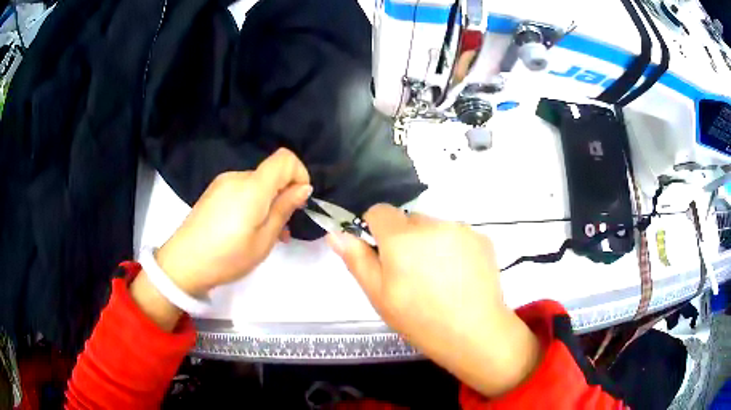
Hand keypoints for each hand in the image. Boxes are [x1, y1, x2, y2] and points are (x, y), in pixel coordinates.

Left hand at [155, 148, 311, 295]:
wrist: (183, 264)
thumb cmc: (227, 257)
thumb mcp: (263, 240)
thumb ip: (284, 209)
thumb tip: (304, 187)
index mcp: (252, 187)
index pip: (285, 158)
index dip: (299, 174)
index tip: (299, 201)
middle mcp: (237, 177)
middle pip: (271, 173)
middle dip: (283, 195)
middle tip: (282, 229)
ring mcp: (222, 183)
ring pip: (257, 184)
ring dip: (268, 203)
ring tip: (264, 235)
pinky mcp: (213, 192)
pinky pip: (241, 190)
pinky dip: (252, 204)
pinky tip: (246, 229)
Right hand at [327, 205, 540, 396]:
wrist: (475, 333)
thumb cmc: (420, 320)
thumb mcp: (380, 296)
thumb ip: (357, 260)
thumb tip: (336, 234)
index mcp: (401, 238)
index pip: (379, 211)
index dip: (375, 230)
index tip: (383, 256)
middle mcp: (432, 224)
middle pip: (408, 220)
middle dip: (404, 239)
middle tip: (411, 274)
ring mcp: (461, 229)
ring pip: (434, 227)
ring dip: (429, 243)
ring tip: (438, 277)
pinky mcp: (482, 238)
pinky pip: (456, 235)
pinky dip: (452, 248)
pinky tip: (458, 276)